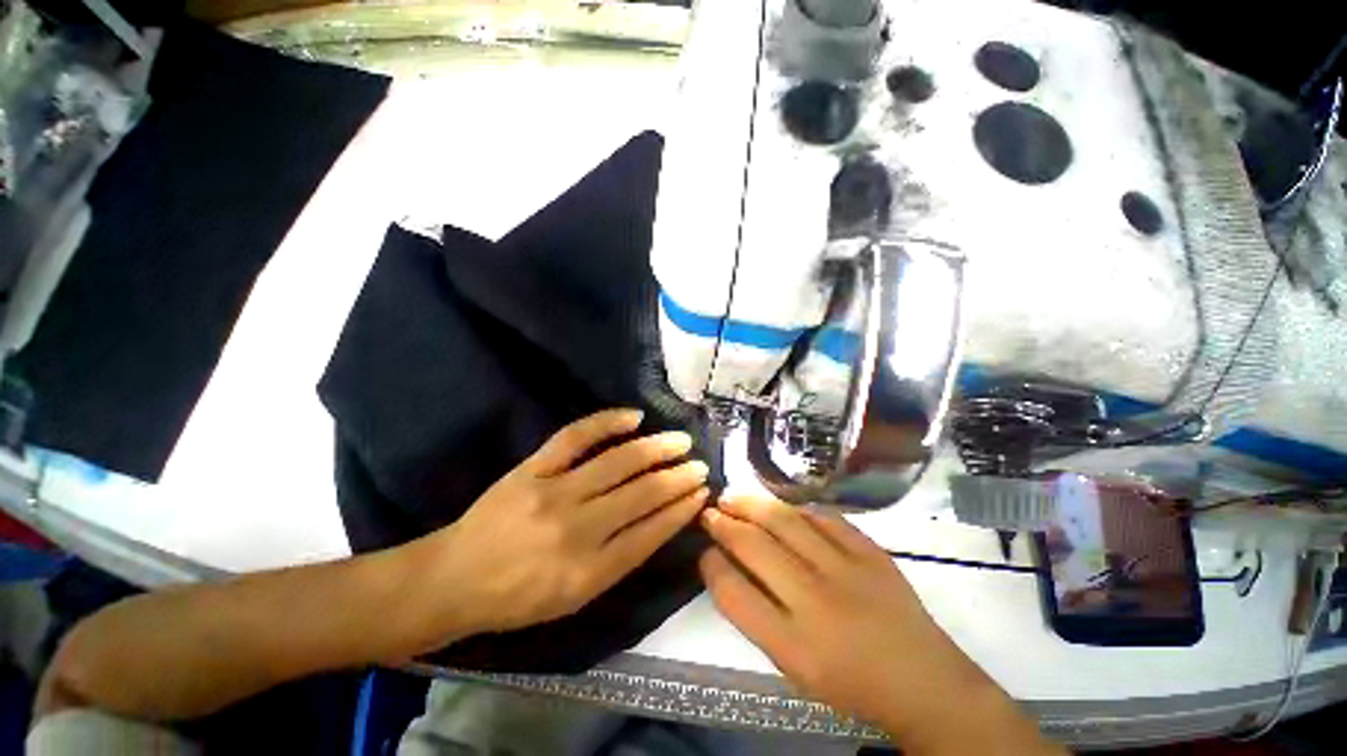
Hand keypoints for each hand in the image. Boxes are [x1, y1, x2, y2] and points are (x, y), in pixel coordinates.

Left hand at [431, 409, 709, 635]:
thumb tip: (659, 523)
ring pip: (619, 463)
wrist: (454, 579)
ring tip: (680, 441)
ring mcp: (554, 492)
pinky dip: (607, 422)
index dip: (681, 509)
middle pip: (642, 494)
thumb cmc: (518, 598)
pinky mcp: (533, 468)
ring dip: (656, 449)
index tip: (701, 492)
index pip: (651, 532)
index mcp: (589, 572)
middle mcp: (577, 530)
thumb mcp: (574, 599)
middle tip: (699, 464)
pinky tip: (634, 417)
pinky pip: (576, 436)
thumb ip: (619, 561)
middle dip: (678, 478)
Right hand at [700, 496, 1058, 753]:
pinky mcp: (872, 552)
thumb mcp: (793, 666)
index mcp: (794, 645)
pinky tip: (782, 507)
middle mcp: (817, 601)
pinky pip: (824, 517)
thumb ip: (756, 615)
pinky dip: (796, 508)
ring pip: (786, 521)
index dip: (712, 564)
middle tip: (711, 510)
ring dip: (752, 504)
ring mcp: (848, 570)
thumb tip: (727, 565)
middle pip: (755, 546)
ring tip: (734, 496)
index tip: (705, 550)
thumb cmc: (850, 682)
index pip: (733, 593)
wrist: (924, 682)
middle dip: (724, 523)